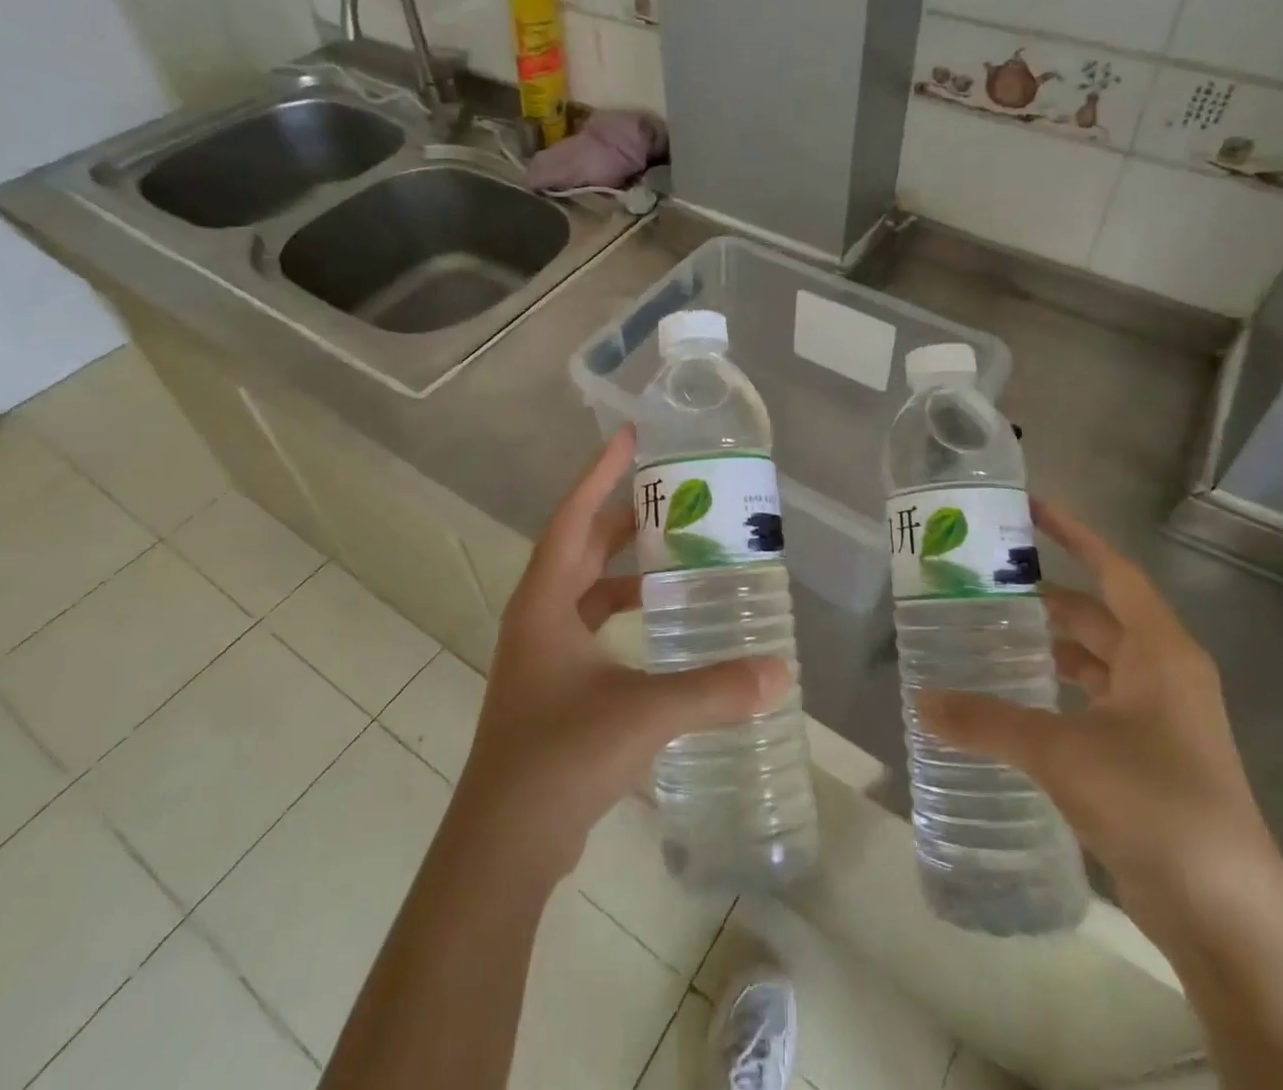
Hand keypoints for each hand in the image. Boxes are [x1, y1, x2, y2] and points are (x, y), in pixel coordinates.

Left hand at [450, 426, 791, 884]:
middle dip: (622, 518)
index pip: (573, 518)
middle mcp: (540, 617)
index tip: (629, 438)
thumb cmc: (560, 757)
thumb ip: (713, 691)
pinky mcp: (557, 685)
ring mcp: (545, 653)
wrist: (504, 844)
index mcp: (545, 602)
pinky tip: (665, 627)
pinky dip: (626, 613)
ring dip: (626, 569)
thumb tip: (779, 673)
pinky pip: (594, 627)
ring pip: (588, 590)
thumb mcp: (642, 713)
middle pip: (581, 547)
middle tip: (673, 498)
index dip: (599, 474)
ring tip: (678, 557)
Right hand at [917, 499, 1277, 934]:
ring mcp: (1160, 717)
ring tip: (990, 635)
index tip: (1029, 509)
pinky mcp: (1150, 756)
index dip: (1073, 534)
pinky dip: (1059, 691)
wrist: (1228, 918)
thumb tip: (921, 702)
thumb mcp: (1061, 753)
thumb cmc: (1154, 805)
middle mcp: (1164, 673)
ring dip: (1050, 646)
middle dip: (1045, 596)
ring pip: (1096, 660)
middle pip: (1098, 614)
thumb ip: (987, 722)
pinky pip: (1096, 701)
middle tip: (984, 584)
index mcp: (1159, 652)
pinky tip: (1017, 701)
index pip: (1113, 570)